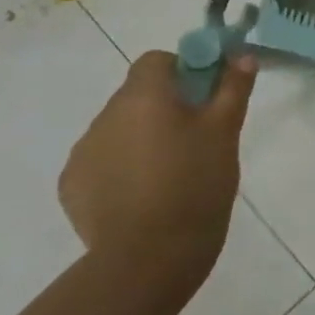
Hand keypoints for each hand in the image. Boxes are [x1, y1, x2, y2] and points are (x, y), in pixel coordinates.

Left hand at [58, 50, 256, 304]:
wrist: (149, 257)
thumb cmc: (196, 184)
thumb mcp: (226, 132)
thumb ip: (233, 89)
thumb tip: (242, 57)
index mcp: (141, 97)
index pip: (156, 60)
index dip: (184, 70)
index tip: (207, 98)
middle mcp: (104, 117)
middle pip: (137, 95)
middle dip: (166, 108)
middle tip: (199, 139)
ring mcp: (83, 154)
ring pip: (120, 130)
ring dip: (143, 138)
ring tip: (173, 174)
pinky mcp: (73, 188)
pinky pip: (103, 163)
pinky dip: (124, 169)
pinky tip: (147, 196)